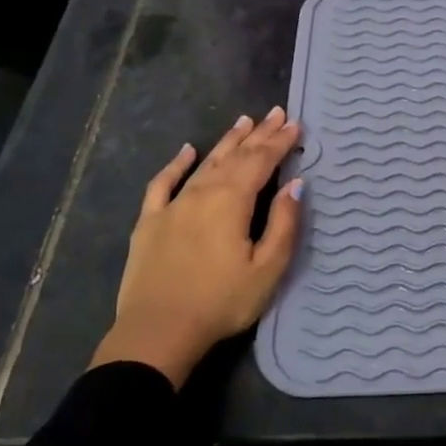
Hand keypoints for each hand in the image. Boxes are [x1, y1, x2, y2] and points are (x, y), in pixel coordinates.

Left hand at [90, 108, 303, 386]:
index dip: (280, 142)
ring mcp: (172, 206)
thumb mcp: (267, 268)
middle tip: (276, 113)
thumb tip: (295, 184)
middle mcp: (202, 194)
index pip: (261, 162)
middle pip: (234, 157)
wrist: (158, 332)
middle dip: (258, 134)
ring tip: (243, 122)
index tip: (296, 124)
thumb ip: (283, 223)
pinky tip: (186, 151)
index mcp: (232, 202)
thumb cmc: (222, 302)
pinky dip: (176, 164)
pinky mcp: (149, 222)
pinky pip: (163, 183)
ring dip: (226, 142)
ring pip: (204, 164)